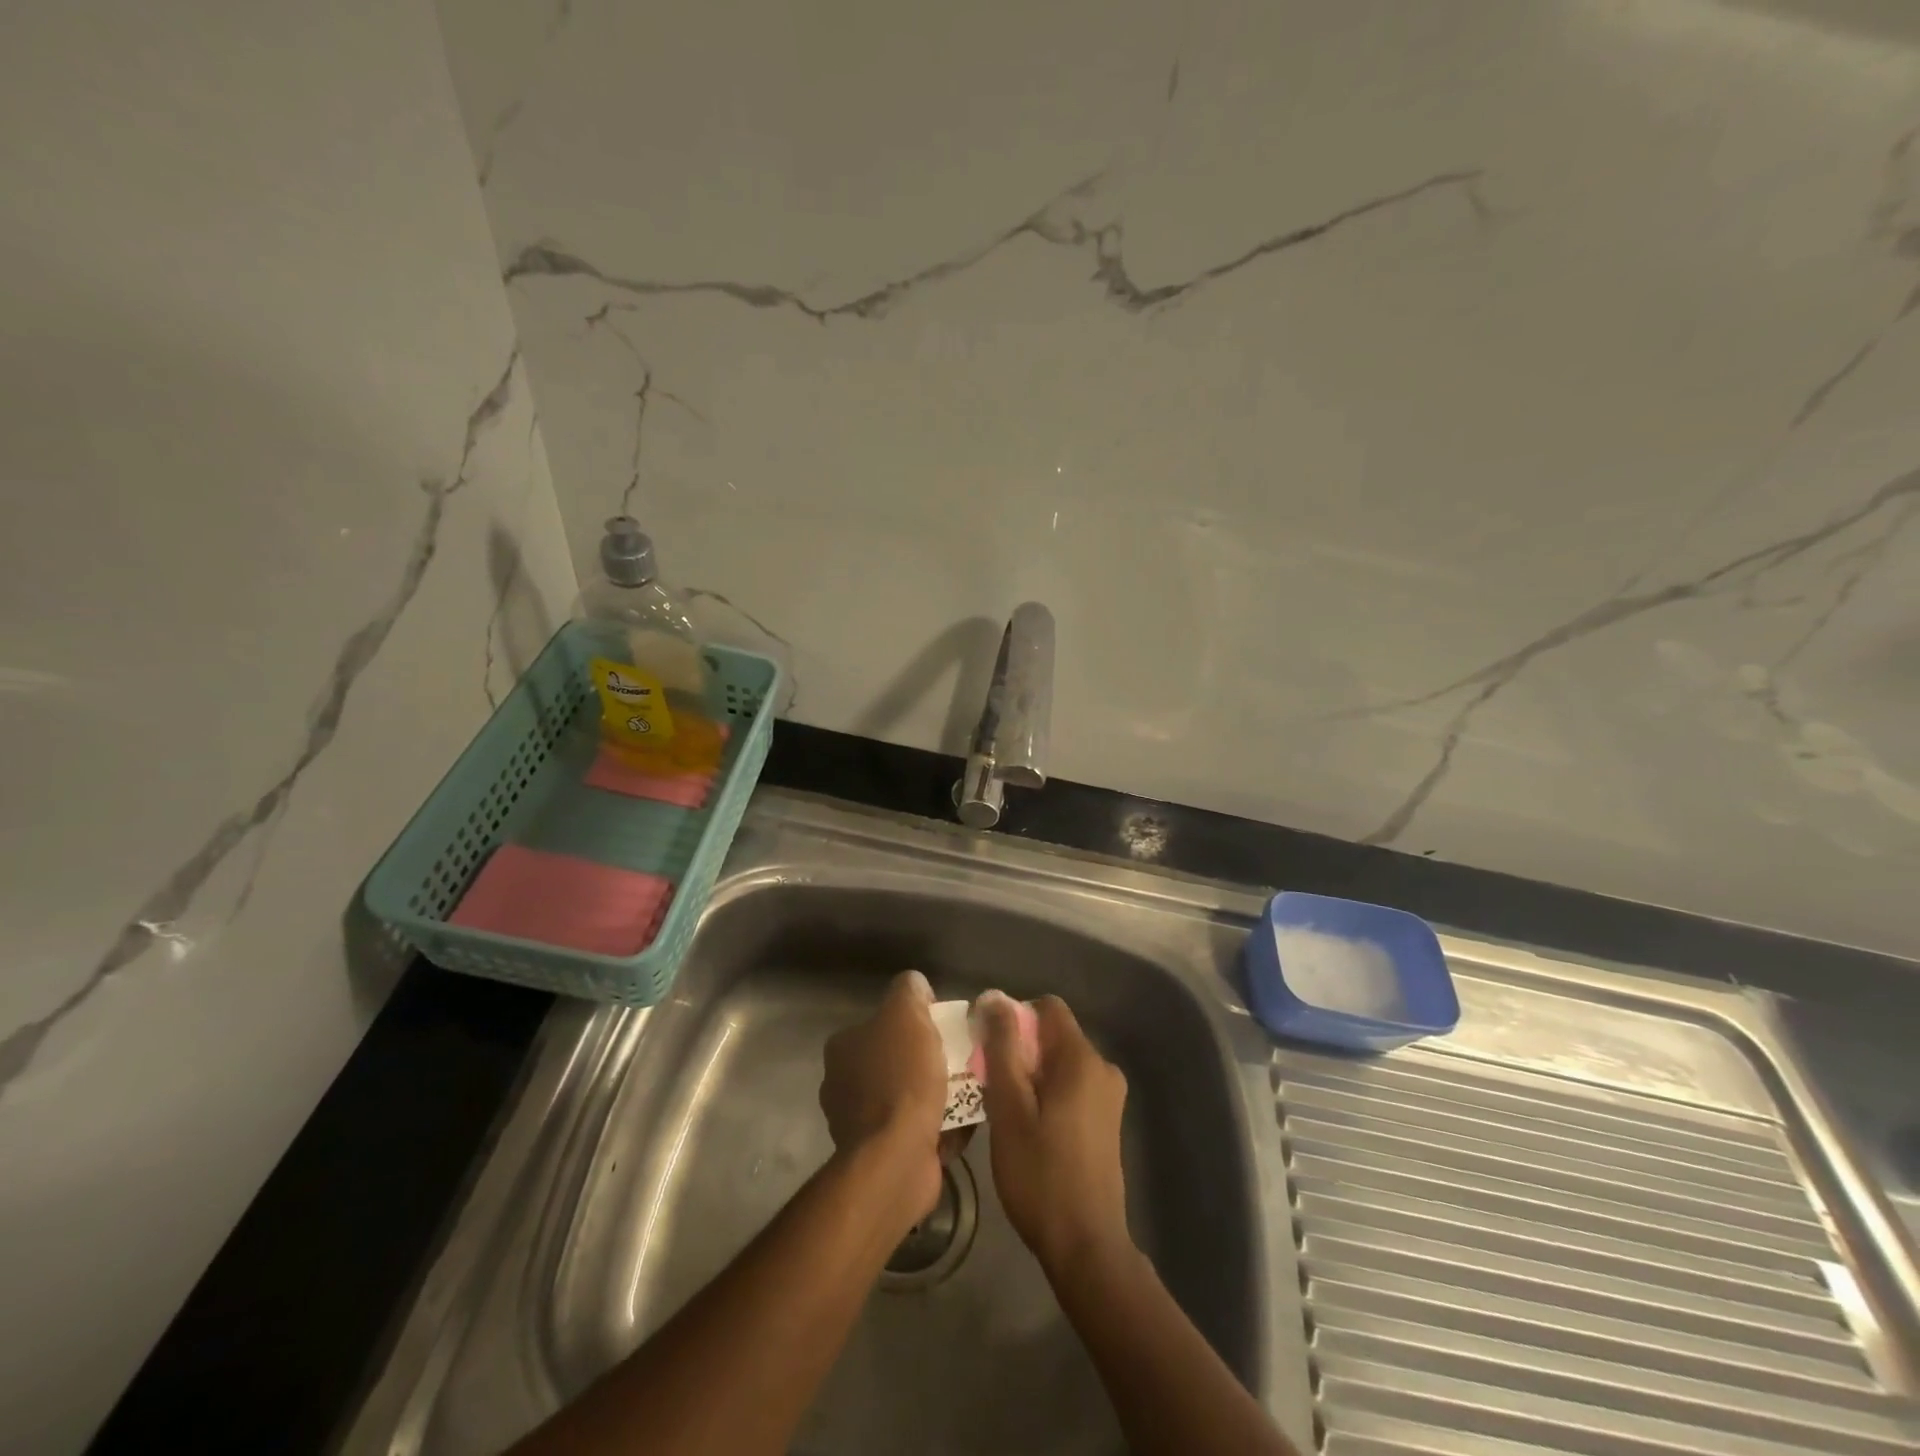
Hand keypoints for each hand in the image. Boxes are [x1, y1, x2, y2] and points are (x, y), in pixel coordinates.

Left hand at [820, 971, 947, 1220]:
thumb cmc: (901, 1078)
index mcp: (843, 1047)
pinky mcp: (882, 1155)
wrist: (897, 1157)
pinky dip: (940, 1125)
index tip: (945, 1030)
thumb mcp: (906, 1013)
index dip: (916, 1021)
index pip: (884, 1022)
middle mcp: (844, 1082)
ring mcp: (861, 1122)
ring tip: (971, 1091)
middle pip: (899, 1059)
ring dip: (939, 1094)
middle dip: (930, 1060)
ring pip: (910, 1095)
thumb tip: (916, 987)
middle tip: (963, 1060)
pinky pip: (918, 1129)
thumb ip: (909, 990)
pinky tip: (964, 1122)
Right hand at [979, 991, 1131, 1276]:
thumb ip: (1002, 1048)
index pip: (1046, 1007)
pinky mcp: (1107, 1121)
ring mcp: (1109, 1096)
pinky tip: (1027, 1129)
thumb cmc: (1040, 1175)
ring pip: (1059, 1063)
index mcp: (1082, 1058)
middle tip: (989, 1084)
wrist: (1085, 1247)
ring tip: (1004, 1110)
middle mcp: (1103, 1067)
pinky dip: (1046, 1094)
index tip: (988, 1048)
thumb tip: (995, 998)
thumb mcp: (1008, 1107)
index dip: (1014, 1017)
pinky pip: (1071, 1086)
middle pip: (1053, 1035)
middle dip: (1019, 1050)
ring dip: (1029, 1075)